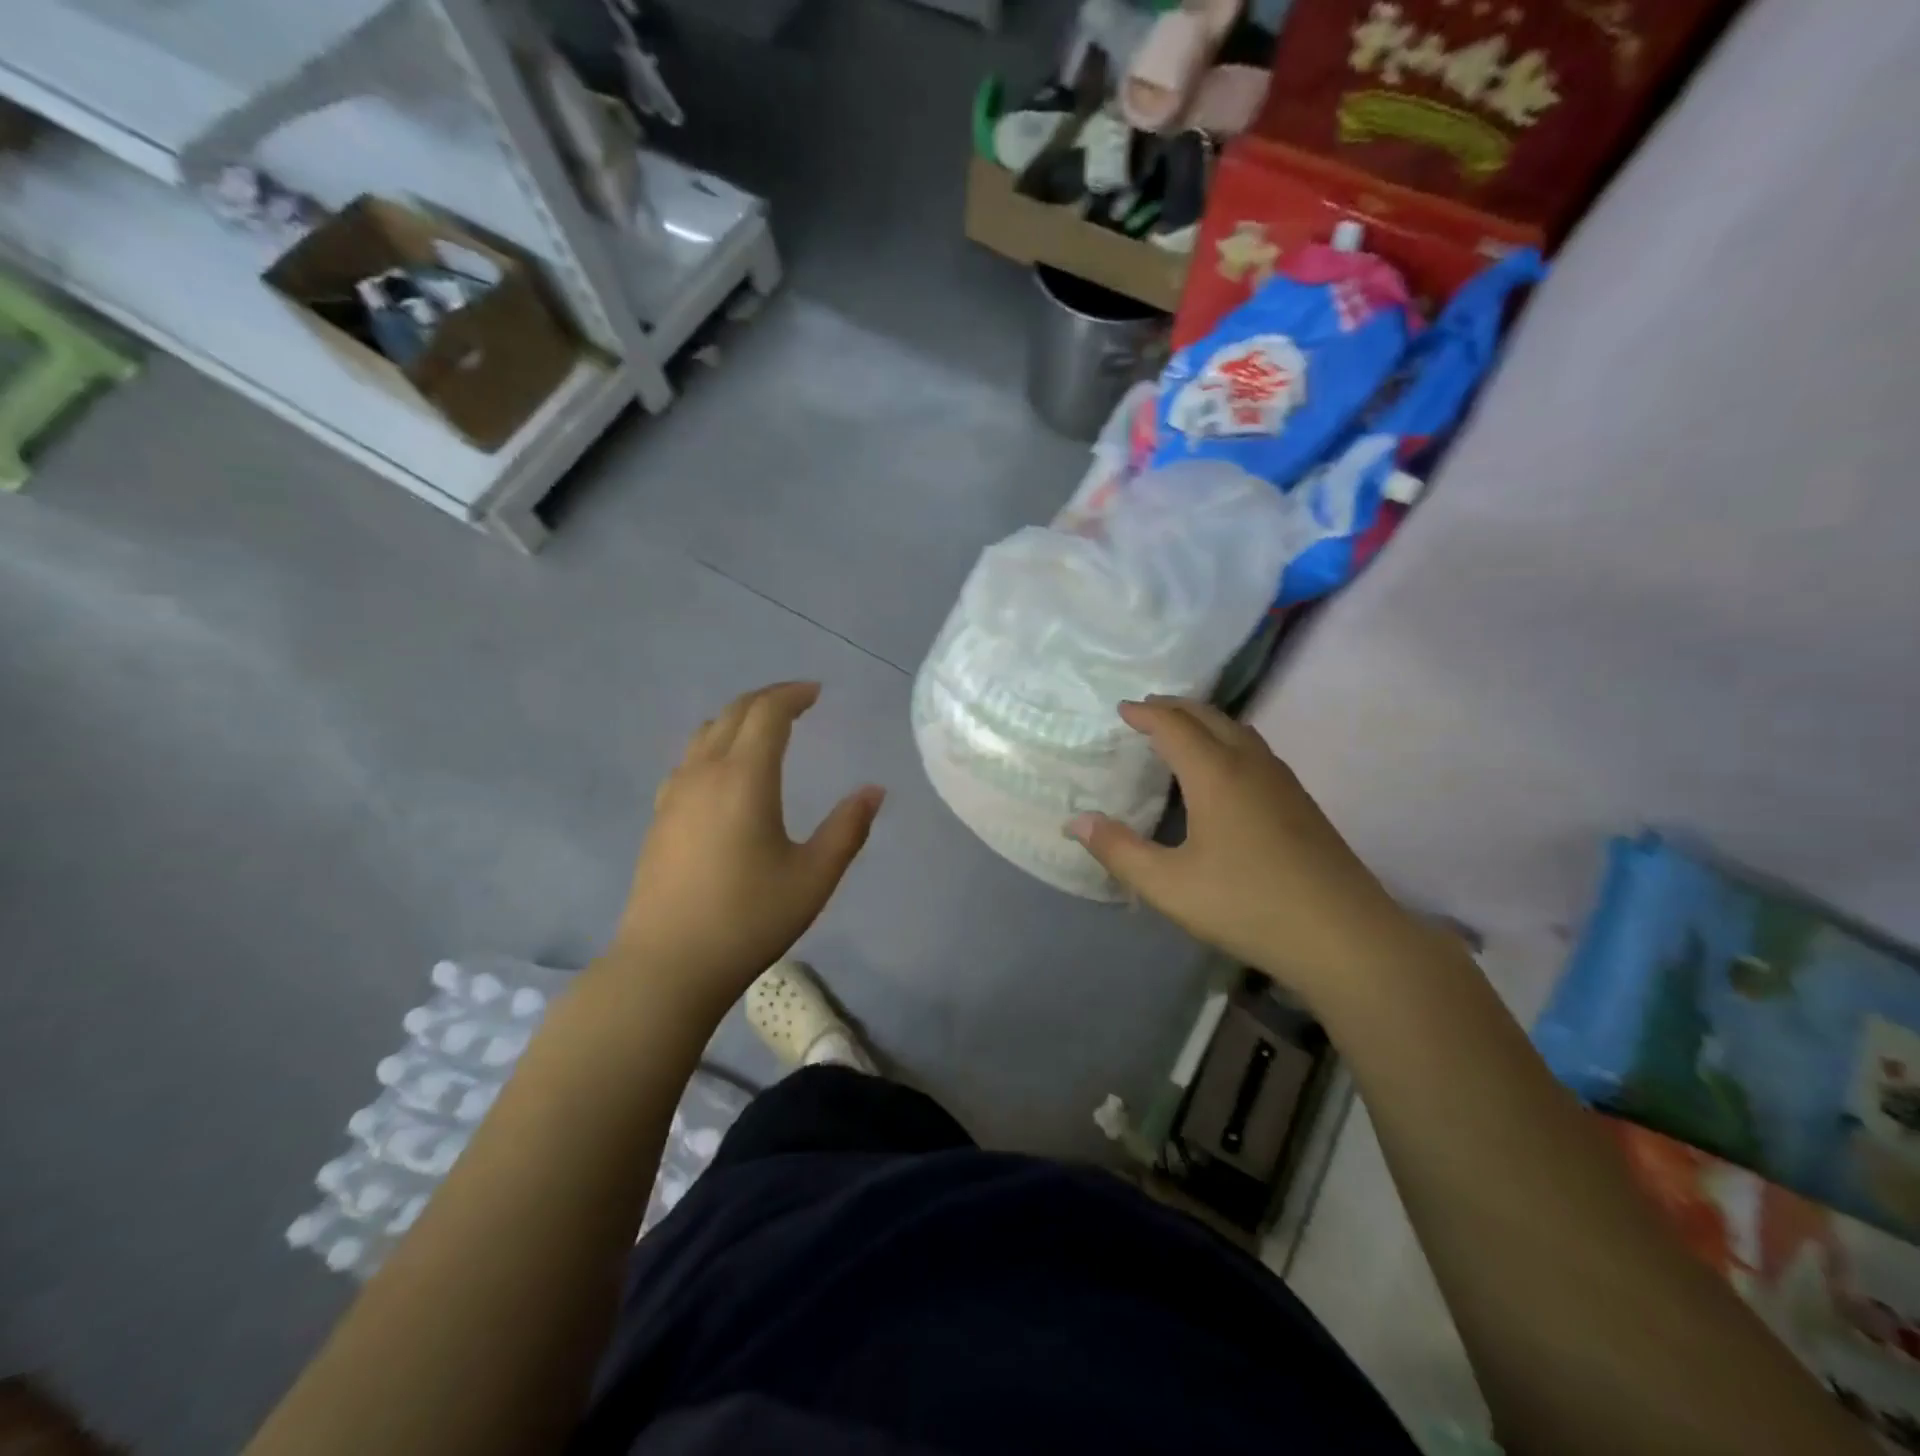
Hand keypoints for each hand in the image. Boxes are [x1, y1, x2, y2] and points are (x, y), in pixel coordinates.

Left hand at [609, 682, 884, 1009]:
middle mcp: (704, 773)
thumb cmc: (749, 919)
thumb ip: (848, 829)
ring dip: (738, 719)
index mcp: (744, 778)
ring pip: (705, 733)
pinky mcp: (659, 818)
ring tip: (764, 729)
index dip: (793, 694)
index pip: (767, 713)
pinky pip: (689, 760)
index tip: (817, 692)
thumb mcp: (814, 877)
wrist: (669, 964)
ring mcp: (674, 795)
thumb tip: (874, 791)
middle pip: (733, 713)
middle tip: (797, 701)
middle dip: (767, 699)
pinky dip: (715, 744)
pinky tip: (725, 772)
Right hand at [1068, 697, 1414, 997]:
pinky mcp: (1301, 802)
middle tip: (1147, 710)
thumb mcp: (1169, 885)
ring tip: (1181, 732)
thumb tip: (1077, 821)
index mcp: (1216, 774)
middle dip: (1175, 707)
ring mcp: (1282, 781)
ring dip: (1205, 721)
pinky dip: (1227, 741)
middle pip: (1209, 716)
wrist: (1344, 936)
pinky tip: (1224, 771)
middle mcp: (1250, 764)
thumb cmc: (1247, 904)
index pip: (1174, 725)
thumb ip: (1118, 850)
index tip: (1121, 709)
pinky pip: (1255, 750)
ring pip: (1238, 731)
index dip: (1145, 713)